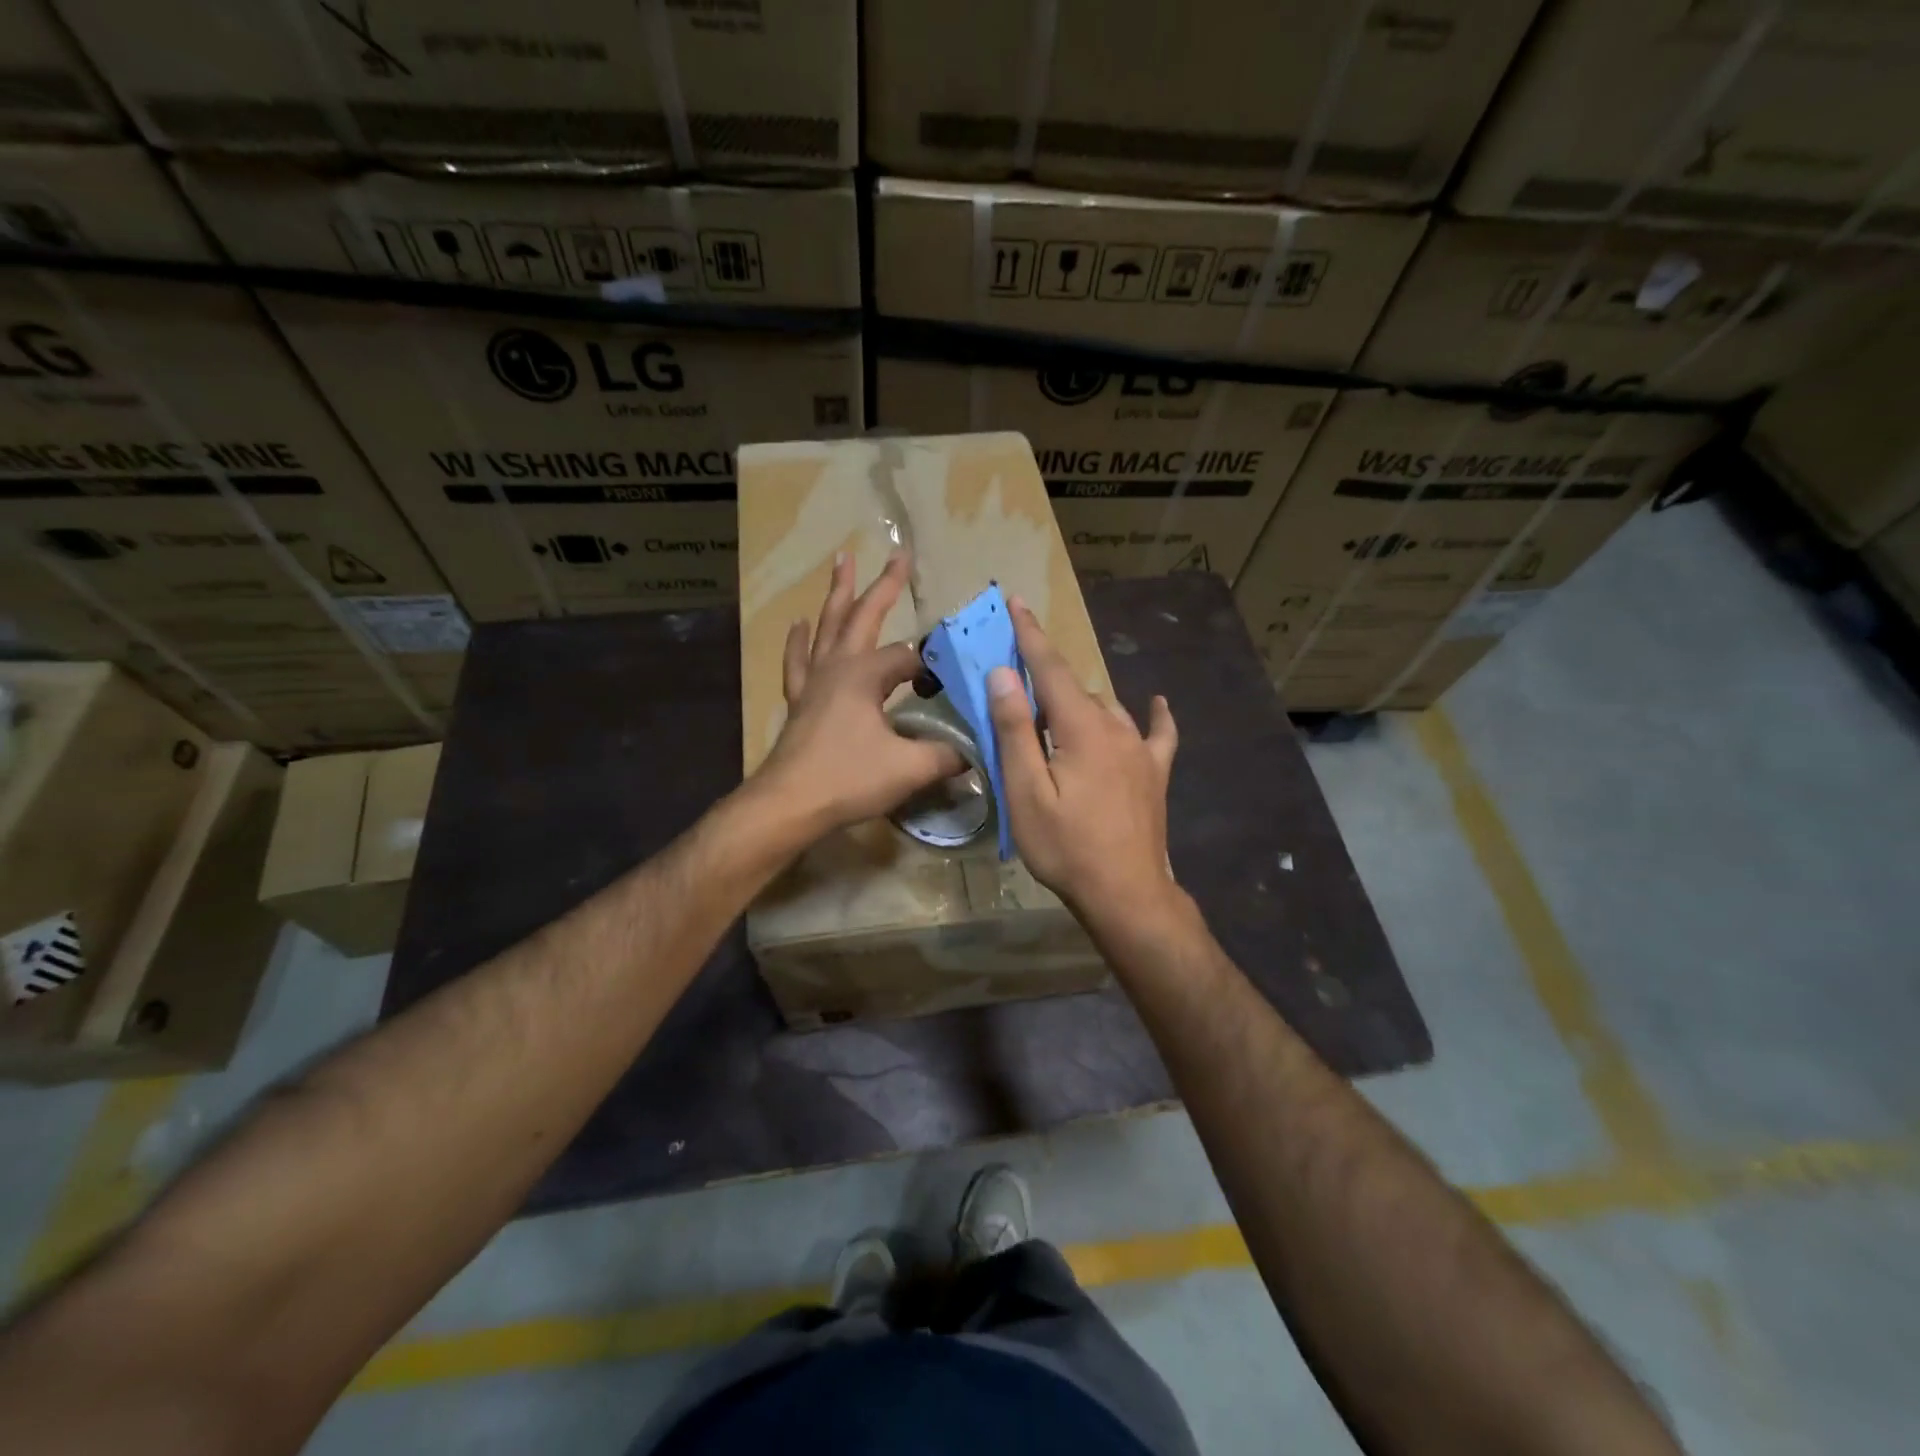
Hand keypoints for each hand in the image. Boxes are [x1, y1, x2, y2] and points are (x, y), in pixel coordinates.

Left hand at [752, 551, 961, 838]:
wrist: (789, 804)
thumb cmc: (848, 779)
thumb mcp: (909, 768)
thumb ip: (947, 755)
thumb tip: (976, 752)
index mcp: (865, 675)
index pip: (910, 659)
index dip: (934, 670)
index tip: (951, 690)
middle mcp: (838, 667)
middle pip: (864, 615)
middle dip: (884, 585)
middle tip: (898, 554)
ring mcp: (813, 681)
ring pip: (828, 626)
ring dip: (838, 593)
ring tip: (842, 560)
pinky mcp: (798, 701)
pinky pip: (798, 661)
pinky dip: (799, 640)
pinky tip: (799, 623)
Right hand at [987, 598, 1181, 930]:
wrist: (1126, 894)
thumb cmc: (1066, 847)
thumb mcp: (1026, 792)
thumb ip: (1016, 730)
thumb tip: (1005, 674)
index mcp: (1081, 728)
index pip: (1051, 668)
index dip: (1031, 635)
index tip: (1016, 602)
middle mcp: (1116, 727)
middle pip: (1076, 688)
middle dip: (1046, 674)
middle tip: (1016, 677)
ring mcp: (1140, 751)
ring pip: (1106, 708)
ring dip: (1079, 701)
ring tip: (1054, 710)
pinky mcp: (1155, 774)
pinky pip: (1158, 734)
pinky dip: (1154, 716)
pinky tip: (1158, 704)